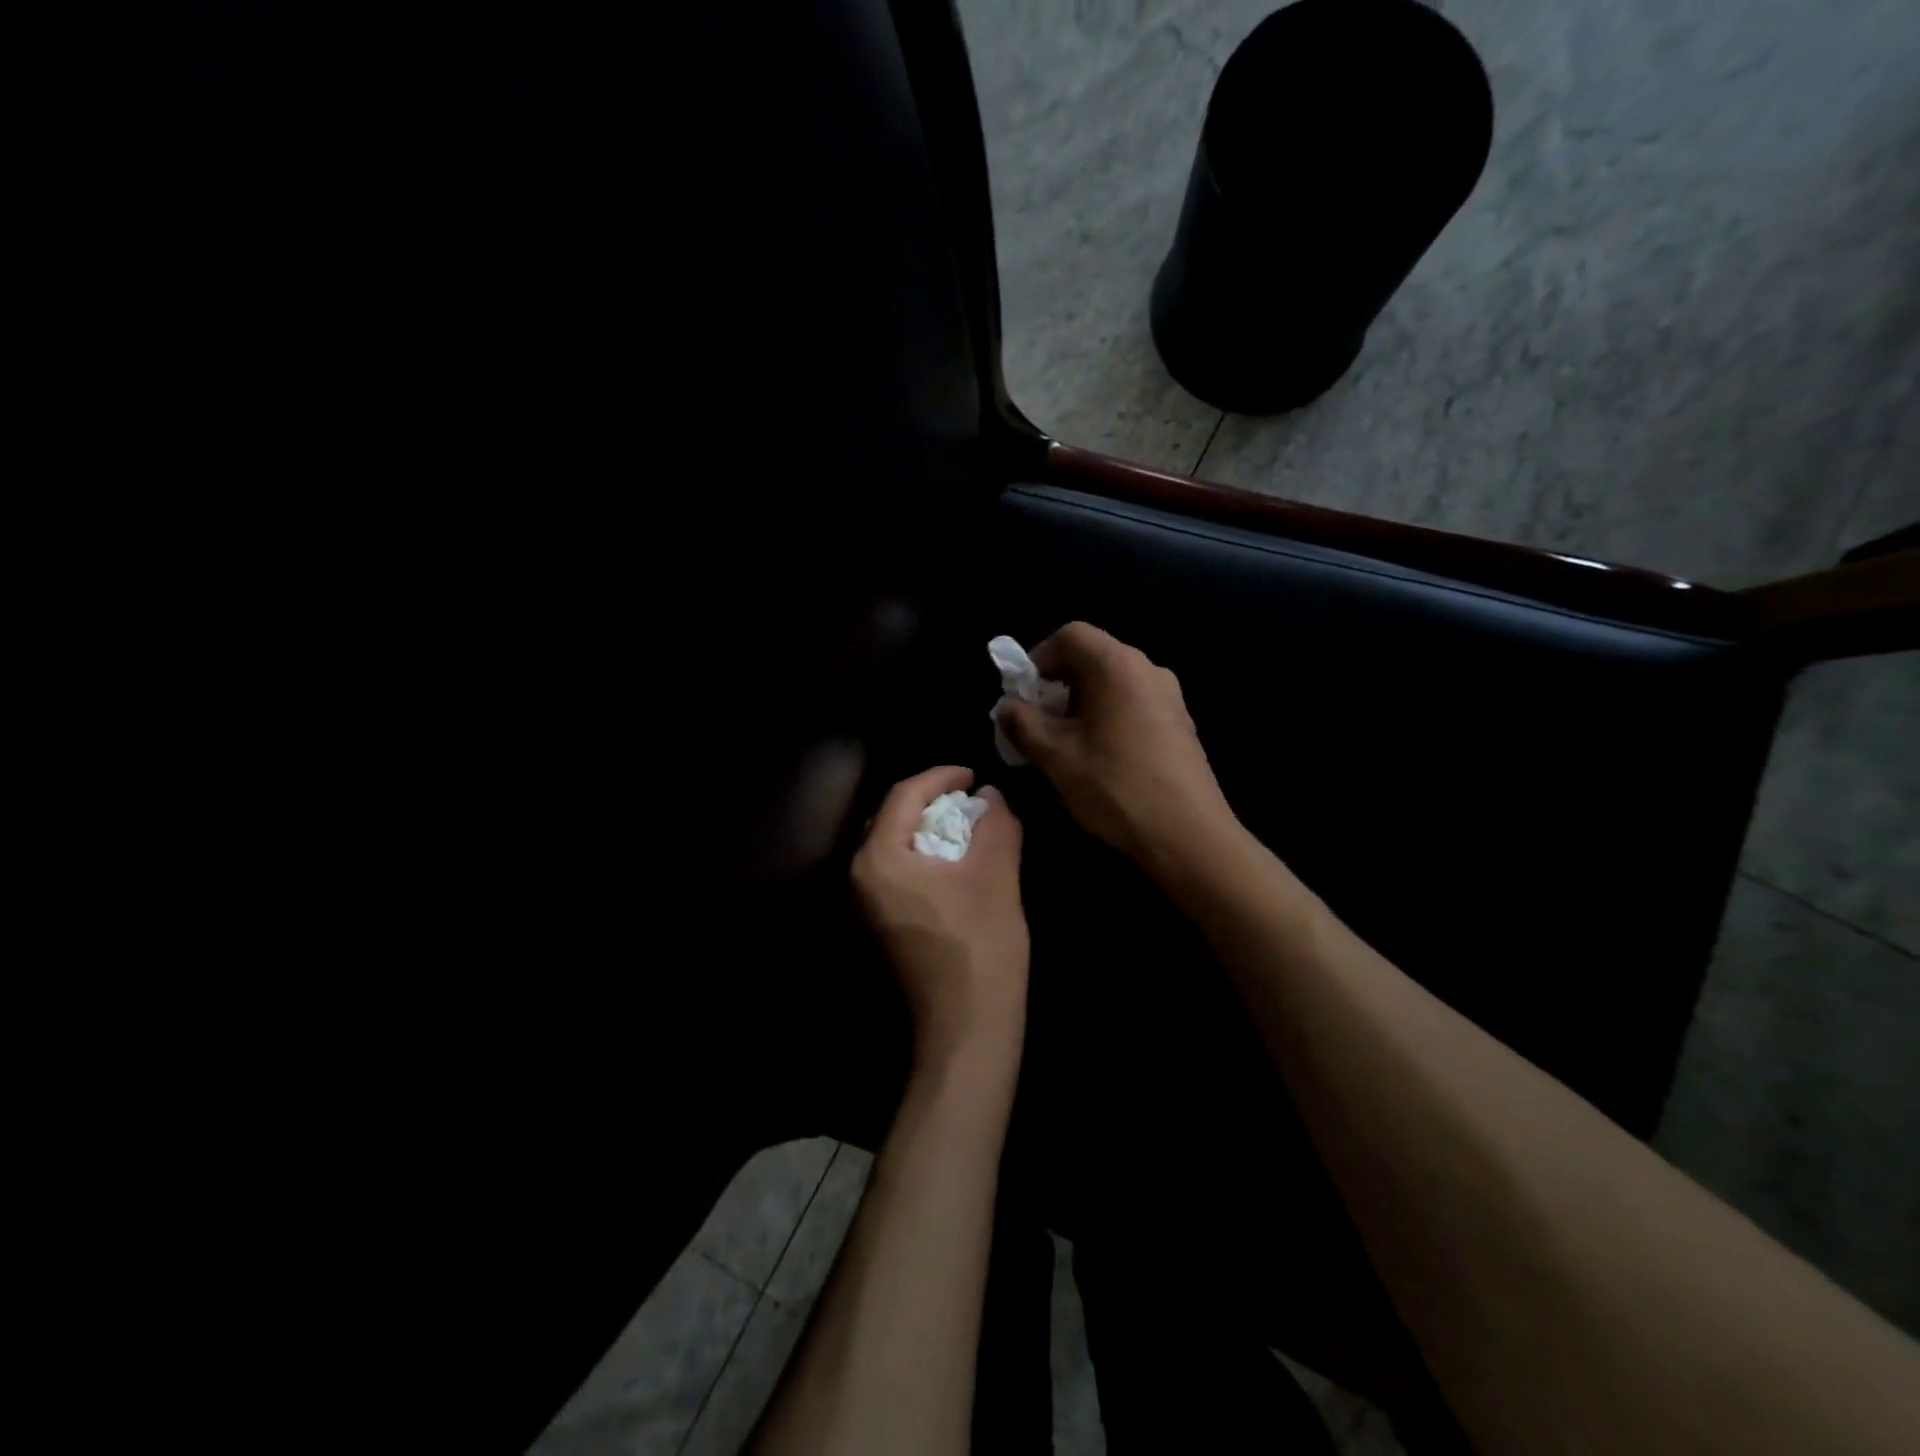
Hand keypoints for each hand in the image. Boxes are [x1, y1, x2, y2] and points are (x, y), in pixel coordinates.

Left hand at [852, 766, 1027, 1065]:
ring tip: (972, 827)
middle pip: (895, 818)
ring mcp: (866, 905)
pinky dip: (928, 858)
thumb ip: (994, 822)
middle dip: (935, 803)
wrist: (967, 1028)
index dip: (942, 776)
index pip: (905, 795)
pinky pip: (900, 873)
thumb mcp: (996, 873)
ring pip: (898, 847)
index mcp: (879, 857)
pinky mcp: (881, 925)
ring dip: (933, 831)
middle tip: (973, 799)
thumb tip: (990, 795)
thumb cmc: (979, 945)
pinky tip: (959, 864)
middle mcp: (861, 876)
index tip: (974, 774)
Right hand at [994, 622, 1235, 873]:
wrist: (1189, 836)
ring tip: (1064, 743)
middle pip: (1092, 656)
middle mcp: (1148, 669)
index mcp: (1118, 666)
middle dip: (1057, 684)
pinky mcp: (1179, 722)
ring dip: (1080, 703)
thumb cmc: (1116, 788)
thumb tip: (1007, 707)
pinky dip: (1106, 715)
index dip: (1038, 659)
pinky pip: (1133, 702)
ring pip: (1112, 682)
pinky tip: (1099, 756)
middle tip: (1038, 723)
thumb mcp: (1057, 757)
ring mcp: (1169, 696)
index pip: (1070, 635)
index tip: (1023, 696)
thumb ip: (1024, 724)